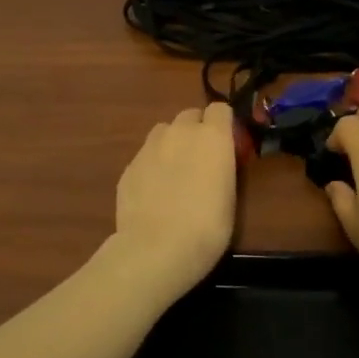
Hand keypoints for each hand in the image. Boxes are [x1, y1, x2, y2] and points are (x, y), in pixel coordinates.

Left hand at [112, 103, 237, 297]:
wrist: (157, 248)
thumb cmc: (207, 227)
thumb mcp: (229, 195)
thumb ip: (222, 167)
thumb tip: (216, 162)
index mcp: (212, 136)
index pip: (220, 109)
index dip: (223, 124)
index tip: (227, 144)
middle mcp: (180, 132)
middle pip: (190, 115)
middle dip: (197, 131)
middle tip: (201, 160)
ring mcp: (150, 147)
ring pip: (164, 132)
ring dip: (172, 143)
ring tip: (175, 173)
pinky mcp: (129, 166)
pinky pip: (146, 156)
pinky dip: (153, 166)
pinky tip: (154, 193)